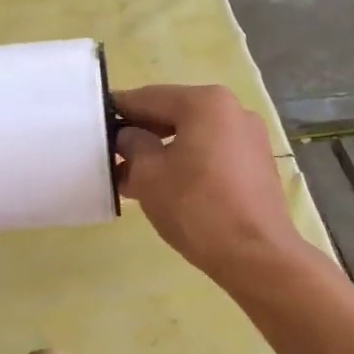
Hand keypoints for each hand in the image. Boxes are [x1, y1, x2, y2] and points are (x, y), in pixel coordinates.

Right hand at [113, 84, 306, 285]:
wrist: (256, 256)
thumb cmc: (196, 207)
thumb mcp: (148, 175)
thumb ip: (132, 145)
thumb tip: (128, 136)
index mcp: (206, 102)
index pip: (149, 97)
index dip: (119, 110)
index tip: (95, 123)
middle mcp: (234, 110)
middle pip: (174, 114)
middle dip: (141, 134)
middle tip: (111, 156)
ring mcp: (250, 138)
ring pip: (193, 136)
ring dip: (162, 152)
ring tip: (133, 178)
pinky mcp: (257, 165)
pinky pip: (212, 154)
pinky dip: (187, 163)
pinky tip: (166, 187)